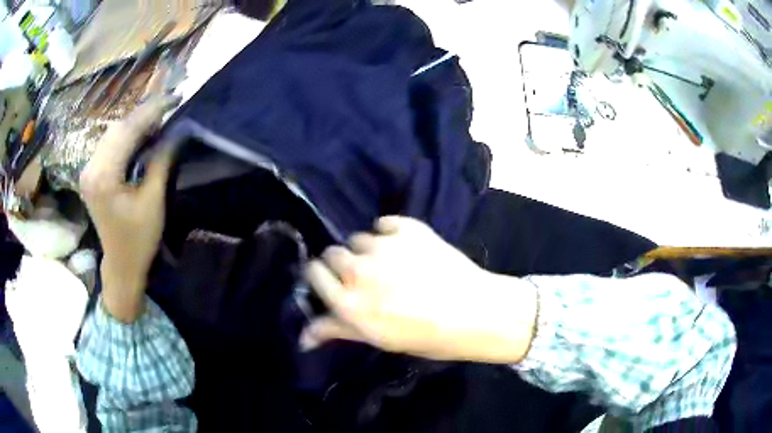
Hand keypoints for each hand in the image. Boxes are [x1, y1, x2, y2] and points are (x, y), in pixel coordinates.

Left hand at [79, 96, 179, 321]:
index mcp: (104, 177)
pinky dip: (125, 136)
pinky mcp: (89, 173)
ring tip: (157, 121)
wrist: (120, 264)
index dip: (151, 111)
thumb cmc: (138, 239)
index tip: (173, 97)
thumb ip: (161, 161)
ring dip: (134, 124)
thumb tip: (176, 130)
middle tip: (168, 110)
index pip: (127, 131)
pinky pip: (108, 144)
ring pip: (112, 133)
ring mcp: (87, 170)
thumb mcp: (153, 201)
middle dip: (143, 115)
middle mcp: (90, 168)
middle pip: (117, 128)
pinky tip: (139, 137)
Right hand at [302, 216, 537, 363]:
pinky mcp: (407, 228)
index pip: (314, 273)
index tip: (332, 280)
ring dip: (368, 249)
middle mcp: (358, 271)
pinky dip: (389, 232)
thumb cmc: (426, 336)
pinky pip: (384, 223)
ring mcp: (383, 247)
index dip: (321, 275)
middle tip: (365, 276)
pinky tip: (405, 247)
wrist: (475, 312)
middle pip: (333, 253)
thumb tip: (302, 337)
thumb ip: (337, 330)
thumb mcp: (378, 339)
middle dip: (342, 263)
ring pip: (359, 238)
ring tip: (391, 264)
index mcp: (348, 303)